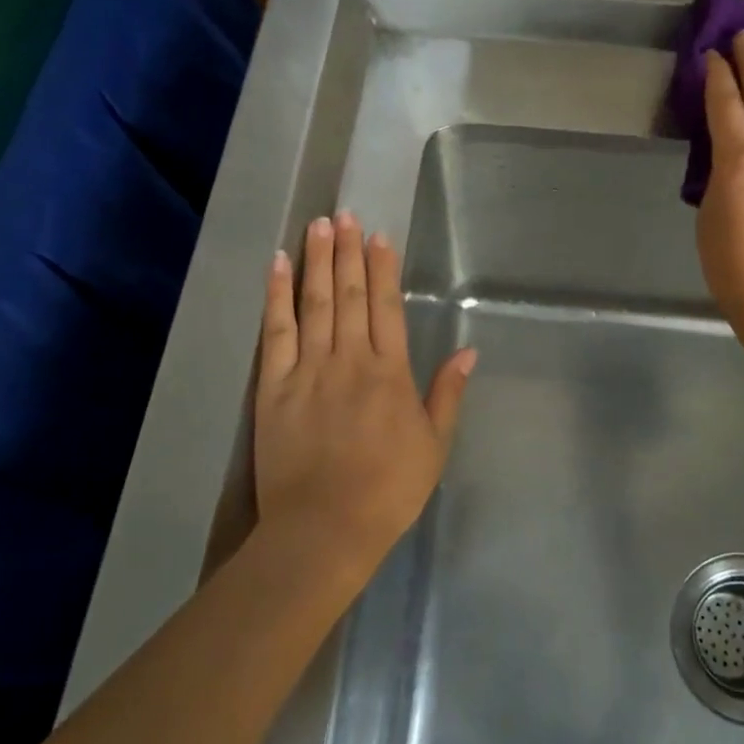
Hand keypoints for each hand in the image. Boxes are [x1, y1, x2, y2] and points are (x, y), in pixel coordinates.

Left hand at [255, 212, 476, 582]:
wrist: (324, 530)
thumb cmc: (388, 491)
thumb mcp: (434, 446)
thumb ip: (448, 394)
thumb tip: (469, 350)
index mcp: (390, 373)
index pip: (386, 307)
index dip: (383, 268)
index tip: (379, 236)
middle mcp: (350, 360)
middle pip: (350, 294)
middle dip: (348, 251)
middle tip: (345, 214)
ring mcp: (308, 370)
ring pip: (315, 302)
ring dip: (318, 260)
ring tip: (319, 225)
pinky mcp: (273, 386)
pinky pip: (275, 331)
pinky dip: (276, 295)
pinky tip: (278, 265)